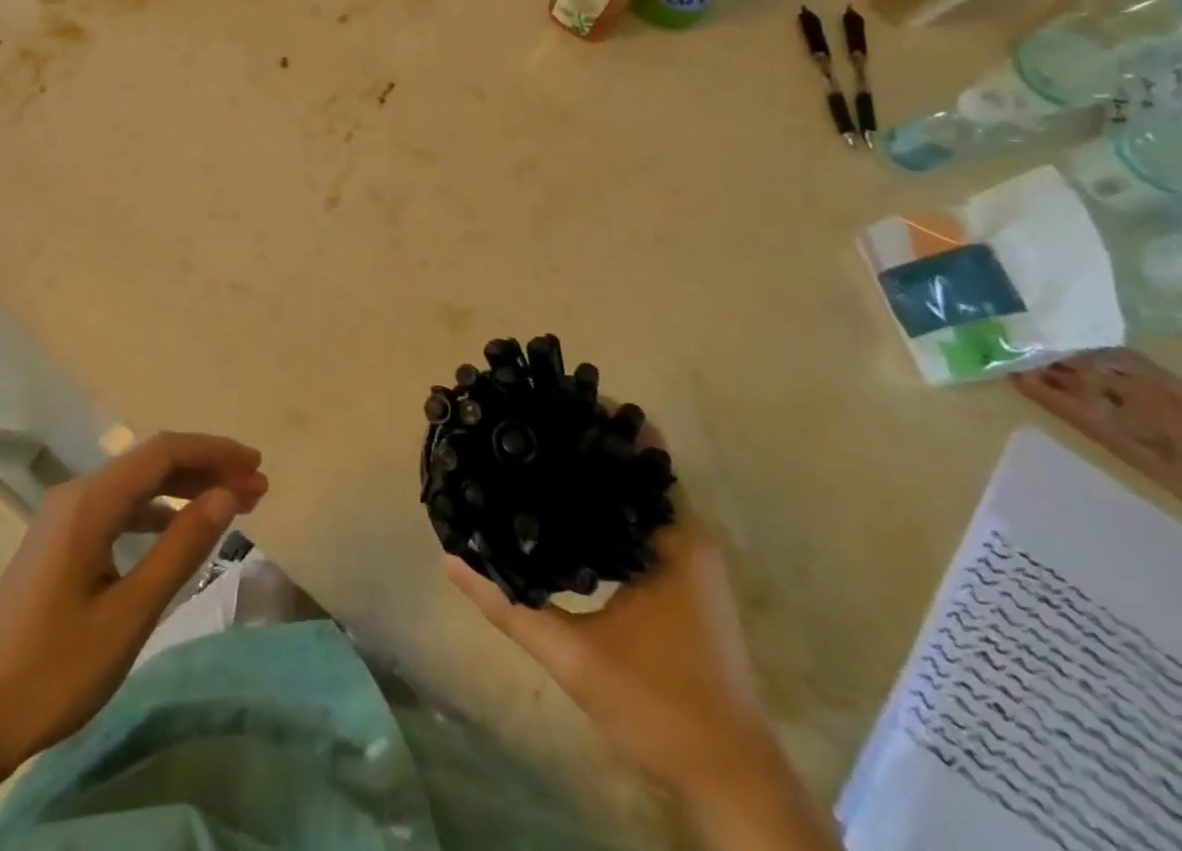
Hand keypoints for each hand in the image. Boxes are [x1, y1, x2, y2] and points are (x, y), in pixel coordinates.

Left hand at [0, 431, 267, 775]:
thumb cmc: (53, 670)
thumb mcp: (129, 613)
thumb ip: (181, 548)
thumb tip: (228, 495)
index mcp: (89, 502)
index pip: (163, 452)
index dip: (214, 452)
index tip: (257, 467)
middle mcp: (75, 495)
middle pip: (150, 463)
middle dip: (205, 469)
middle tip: (255, 489)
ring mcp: (63, 519)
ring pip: (135, 486)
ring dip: (183, 490)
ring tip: (228, 507)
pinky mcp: (59, 544)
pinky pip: (118, 510)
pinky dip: (156, 513)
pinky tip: (176, 533)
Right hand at [444, 420, 771, 799]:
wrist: (731, 780)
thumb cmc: (660, 707)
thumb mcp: (574, 659)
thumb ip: (510, 606)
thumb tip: (451, 560)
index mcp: (673, 539)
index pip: (638, 452)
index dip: (595, 421)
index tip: (547, 402)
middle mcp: (688, 536)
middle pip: (636, 465)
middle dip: (587, 441)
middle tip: (531, 424)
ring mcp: (691, 559)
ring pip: (640, 493)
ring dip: (598, 474)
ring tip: (539, 454)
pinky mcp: (686, 580)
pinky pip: (644, 520)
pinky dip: (609, 505)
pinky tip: (567, 510)